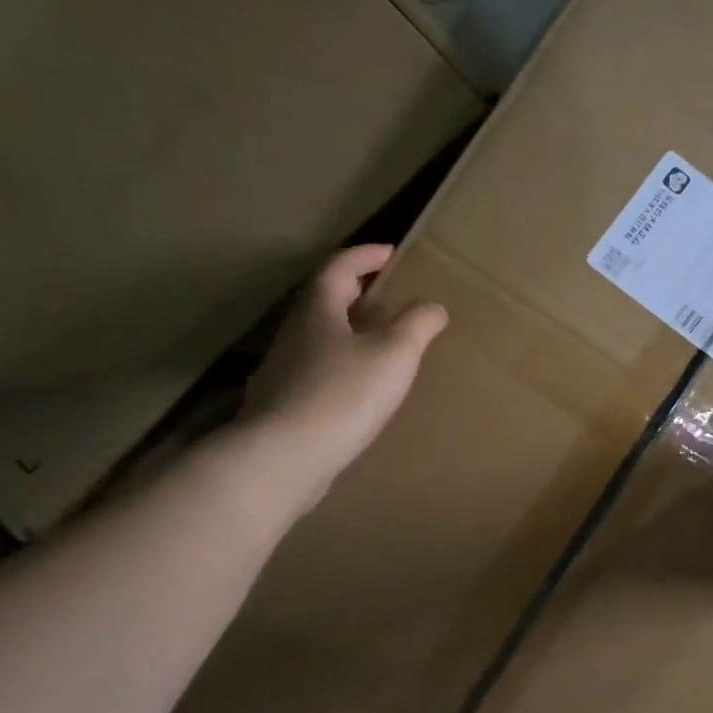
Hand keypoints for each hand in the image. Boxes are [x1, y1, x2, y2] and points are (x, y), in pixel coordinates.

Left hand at [232, 244, 446, 514]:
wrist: (283, 459)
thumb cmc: (343, 394)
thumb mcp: (394, 354)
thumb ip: (417, 325)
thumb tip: (432, 305)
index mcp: (318, 311)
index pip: (339, 268)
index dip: (366, 255)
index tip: (391, 253)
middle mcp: (293, 334)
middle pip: (323, 301)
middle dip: (354, 292)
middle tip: (387, 294)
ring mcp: (281, 372)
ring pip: (316, 339)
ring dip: (345, 331)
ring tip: (376, 343)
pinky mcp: (279, 406)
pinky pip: (314, 373)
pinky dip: (337, 368)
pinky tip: (354, 390)